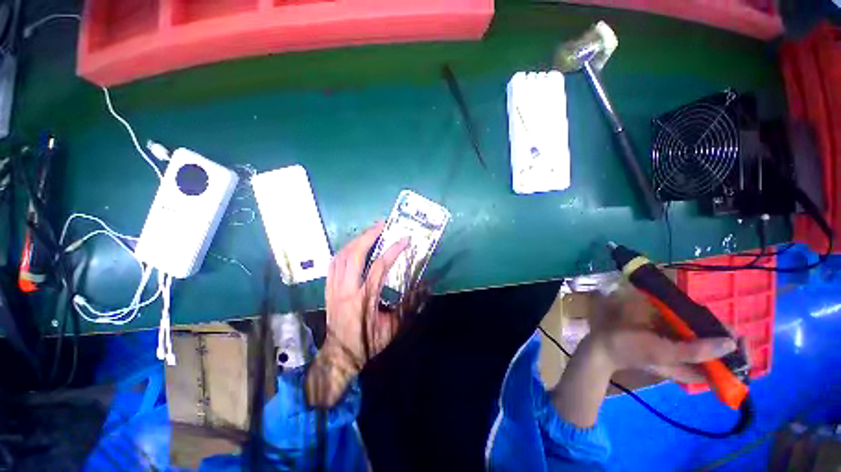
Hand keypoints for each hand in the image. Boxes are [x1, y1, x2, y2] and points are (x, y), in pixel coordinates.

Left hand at [306, 222, 409, 406]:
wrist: (339, 355)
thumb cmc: (368, 342)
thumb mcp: (392, 328)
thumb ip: (407, 306)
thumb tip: (422, 288)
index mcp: (364, 299)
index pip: (379, 267)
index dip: (393, 250)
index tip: (405, 239)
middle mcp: (347, 290)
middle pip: (355, 255)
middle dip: (369, 236)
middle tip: (382, 225)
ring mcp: (334, 288)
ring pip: (341, 256)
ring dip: (356, 240)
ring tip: (370, 232)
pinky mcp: (328, 289)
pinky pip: (333, 263)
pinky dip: (344, 251)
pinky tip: (353, 246)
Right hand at [551, 293, 737, 427]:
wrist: (604, 342)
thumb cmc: (633, 350)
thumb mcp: (664, 352)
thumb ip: (696, 351)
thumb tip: (730, 343)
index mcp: (693, 372)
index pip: (728, 370)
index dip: (739, 356)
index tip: (739, 336)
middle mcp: (691, 360)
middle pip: (719, 350)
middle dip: (723, 335)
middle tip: (720, 321)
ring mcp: (679, 344)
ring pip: (704, 335)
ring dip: (708, 324)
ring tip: (706, 312)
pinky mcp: (668, 332)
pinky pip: (688, 325)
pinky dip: (692, 317)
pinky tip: (689, 309)